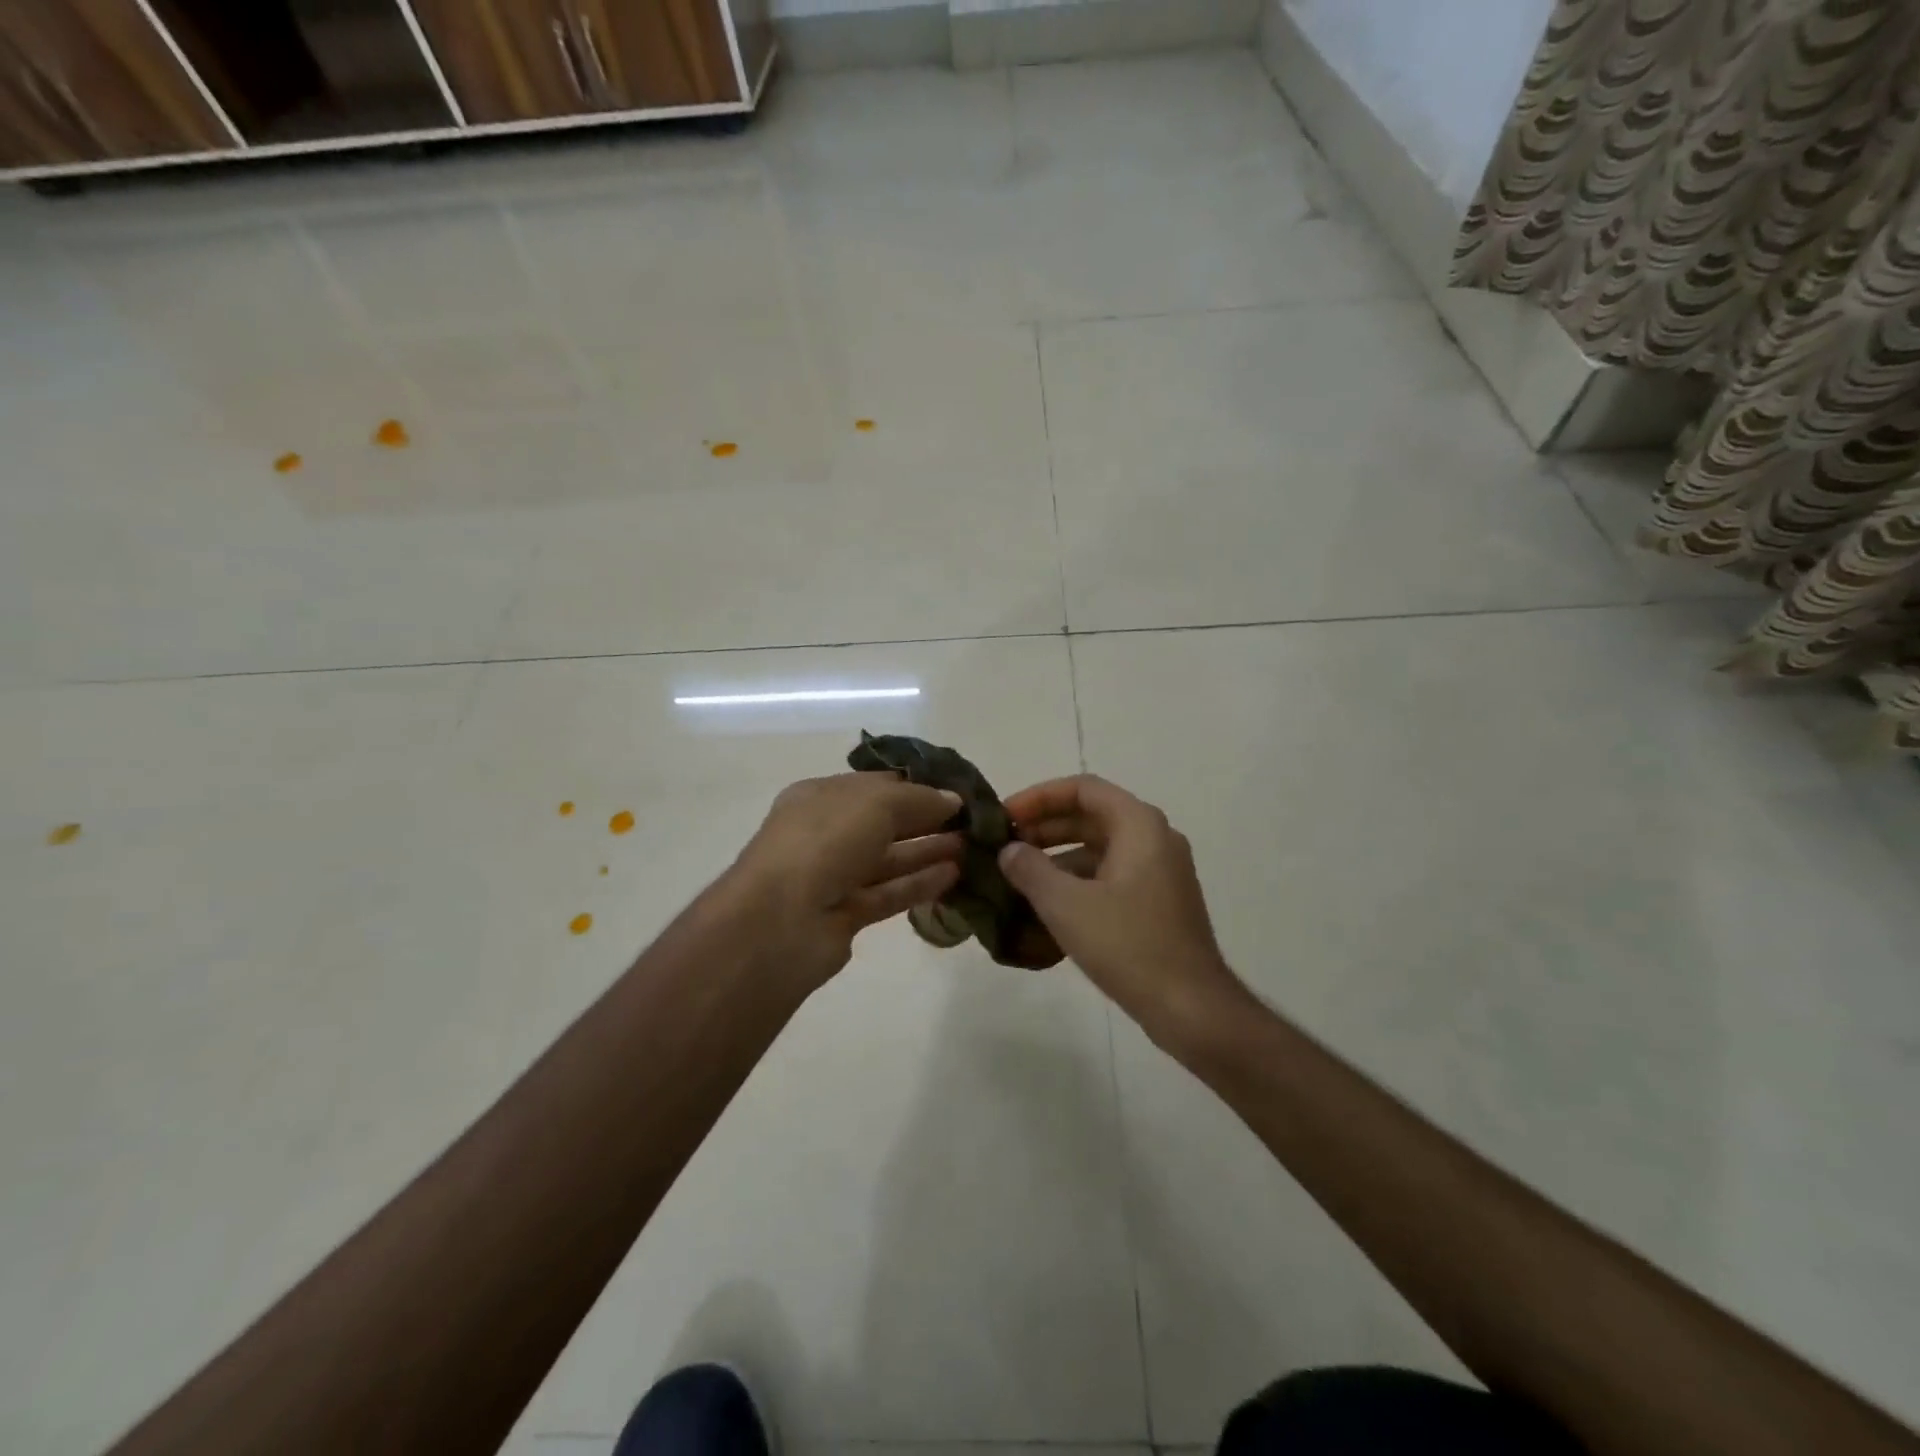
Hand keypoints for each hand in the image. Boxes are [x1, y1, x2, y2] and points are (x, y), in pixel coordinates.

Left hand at [727, 772, 965, 992]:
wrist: (779, 922)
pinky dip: (919, 883)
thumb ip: (919, 799)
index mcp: (820, 796)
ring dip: (928, 851)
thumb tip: (953, 800)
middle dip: (927, 819)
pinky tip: (954, 875)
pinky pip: (888, 893)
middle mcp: (824, 833)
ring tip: (972, 847)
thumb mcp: (876, 803)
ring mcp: (832, 876)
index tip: (958, 791)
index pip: (875, 784)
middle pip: (884, 822)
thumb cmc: (824, 842)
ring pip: (889, 859)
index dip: (916, 785)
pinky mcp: (845, 915)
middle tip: (973, 822)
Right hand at [999, 775, 1248, 1046]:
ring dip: (1057, 857)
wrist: (1190, 1007)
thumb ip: (1030, 869)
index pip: (1082, 789)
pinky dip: (1077, 882)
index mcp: (1139, 825)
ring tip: (1017, 877)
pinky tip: (1045, 907)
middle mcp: (1154, 838)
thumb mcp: (1066, 904)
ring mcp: (1159, 872)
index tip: (1004, 817)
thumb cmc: (1128, 945)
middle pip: (1091, 816)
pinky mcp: (1158, 903)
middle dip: (1044, 827)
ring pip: (1099, 848)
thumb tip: (1009, 851)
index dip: (1038, 797)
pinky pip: (1110, 876)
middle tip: (1004, 846)